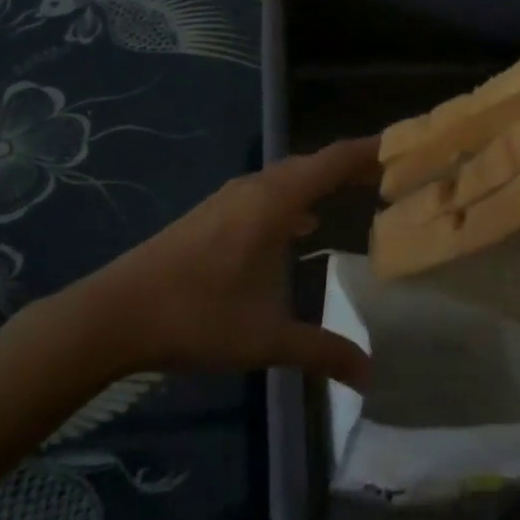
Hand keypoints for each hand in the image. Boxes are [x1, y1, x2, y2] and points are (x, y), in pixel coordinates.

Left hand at [72, 138, 375, 388]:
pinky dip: (294, 197)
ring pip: (288, 177)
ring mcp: (230, 198)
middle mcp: (256, 188)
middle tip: (388, 174)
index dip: (369, 150)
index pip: (333, 161)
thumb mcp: (266, 339)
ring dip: (320, 180)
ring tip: (352, 193)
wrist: (117, 312)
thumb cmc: (198, 316)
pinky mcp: (213, 213)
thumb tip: (369, 373)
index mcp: (275, 201)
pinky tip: (299, 225)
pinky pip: (268, 192)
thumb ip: (321, 351)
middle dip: (350, 165)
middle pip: (313, 163)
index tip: (403, 146)